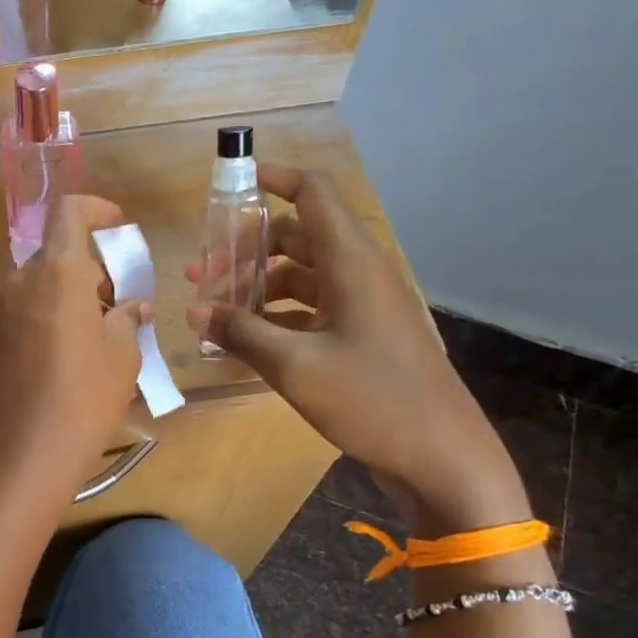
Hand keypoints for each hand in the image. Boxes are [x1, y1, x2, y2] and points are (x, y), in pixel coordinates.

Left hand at [0, 195, 145, 484]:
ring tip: (83, 339)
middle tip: (109, 306)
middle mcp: (19, 282)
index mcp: (58, 274)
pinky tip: (52, 363)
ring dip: (59, 298)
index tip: (116, 228)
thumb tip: (128, 306)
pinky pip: (15, 316)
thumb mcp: (123, 355)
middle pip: (54, 256)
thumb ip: (126, 317)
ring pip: (33, 288)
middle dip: (85, 271)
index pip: (69, 212)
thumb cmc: (87, 396)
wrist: (28, 451)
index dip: (95, 210)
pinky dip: (37, 322)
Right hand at [186, 166, 527, 534]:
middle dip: (247, 248)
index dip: (274, 179)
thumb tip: (196, 312)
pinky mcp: (363, 337)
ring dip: (258, 286)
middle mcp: (359, 274)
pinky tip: (246, 339)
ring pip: (302, 276)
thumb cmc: (372, 401)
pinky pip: (312, 310)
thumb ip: (242, 333)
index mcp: (353, 263)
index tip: (231, 185)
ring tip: (214, 311)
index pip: (313, 194)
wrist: (442, 458)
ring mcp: (363, 307)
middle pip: (299, 237)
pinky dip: (277, 316)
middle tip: (201, 274)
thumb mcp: (296, 367)